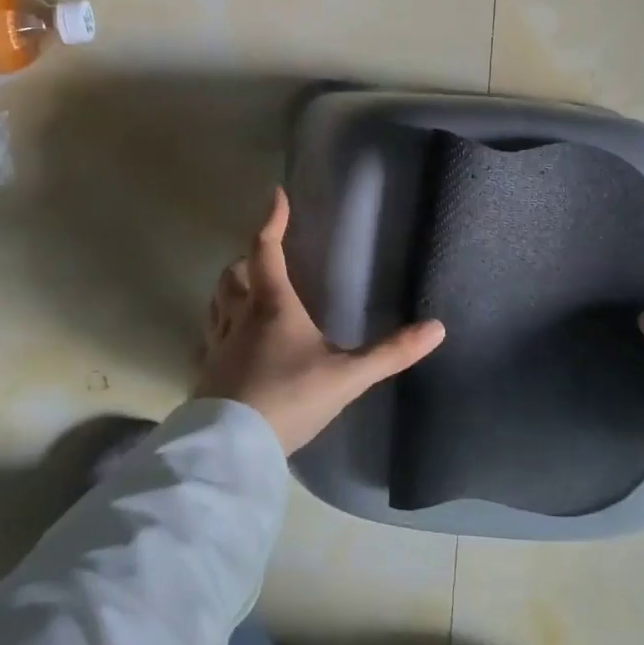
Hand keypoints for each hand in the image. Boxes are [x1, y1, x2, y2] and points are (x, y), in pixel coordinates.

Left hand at [194, 188, 446, 454]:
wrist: (232, 449)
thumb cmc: (289, 399)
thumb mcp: (346, 377)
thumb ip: (390, 354)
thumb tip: (437, 328)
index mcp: (272, 306)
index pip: (266, 250)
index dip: (271, 220)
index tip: (276, 195)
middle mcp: (239, 317)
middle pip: (233, 273)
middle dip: (247, 258)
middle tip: (266, 257)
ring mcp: (217, 344)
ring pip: (216, 302)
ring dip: (230, 289)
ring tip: (248, 291)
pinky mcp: (206, 372)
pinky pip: (210, 336)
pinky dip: (220, 325)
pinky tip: (233, 343)